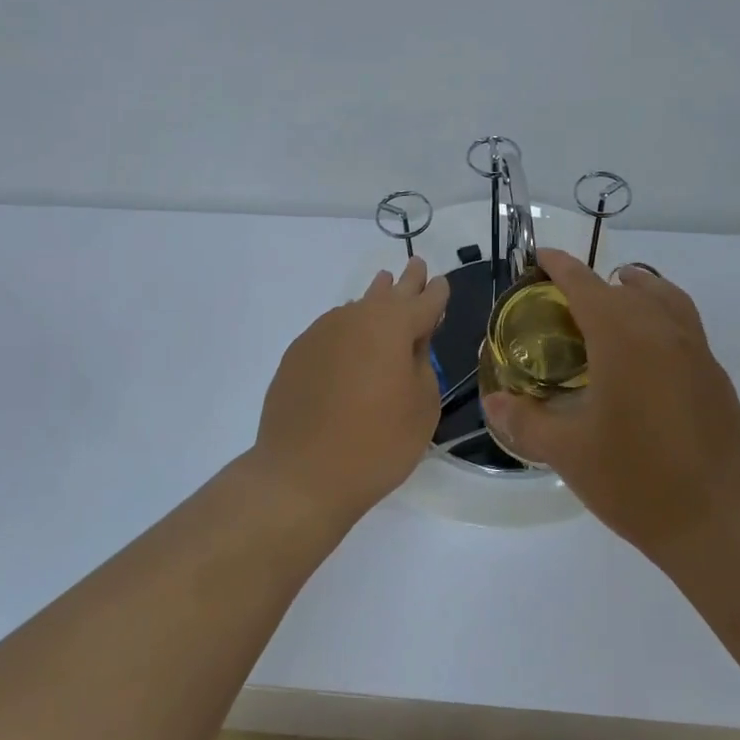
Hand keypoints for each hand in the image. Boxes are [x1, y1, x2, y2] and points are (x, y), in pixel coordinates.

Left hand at [253, 258, 449, 520]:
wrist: (301, 474)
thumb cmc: (377, 443)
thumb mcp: (422, 406)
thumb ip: (422, 364)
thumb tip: (412, 344)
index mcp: (393, 326)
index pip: (424, 301)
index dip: (437, 293)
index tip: (442, 283)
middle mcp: (355, 318)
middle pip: (388, 294)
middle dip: (406, 282)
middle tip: (415, 265)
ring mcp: (321, 333)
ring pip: (356, 308)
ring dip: (374, 300)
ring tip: (383, 287)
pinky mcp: (297, 354)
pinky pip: (333, 330)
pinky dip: (348, 329)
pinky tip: (351, 337)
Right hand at [482, 249, 739, 557]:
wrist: (718, 521)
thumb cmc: (635, 480)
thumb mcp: (568, 452)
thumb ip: (525, 421)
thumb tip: (493, 403)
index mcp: (624, 339)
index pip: (586, 285)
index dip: (560, 266)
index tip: (541, 257)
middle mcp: (663, 332)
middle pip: (626, 287)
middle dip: (593, 283)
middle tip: (563, 299)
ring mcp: (697, 351)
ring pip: (665, 298)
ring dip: (637, 288)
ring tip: (616, 298)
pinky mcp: (716, 375)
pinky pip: (684, 325)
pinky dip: (660, 316)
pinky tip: (646, 351)